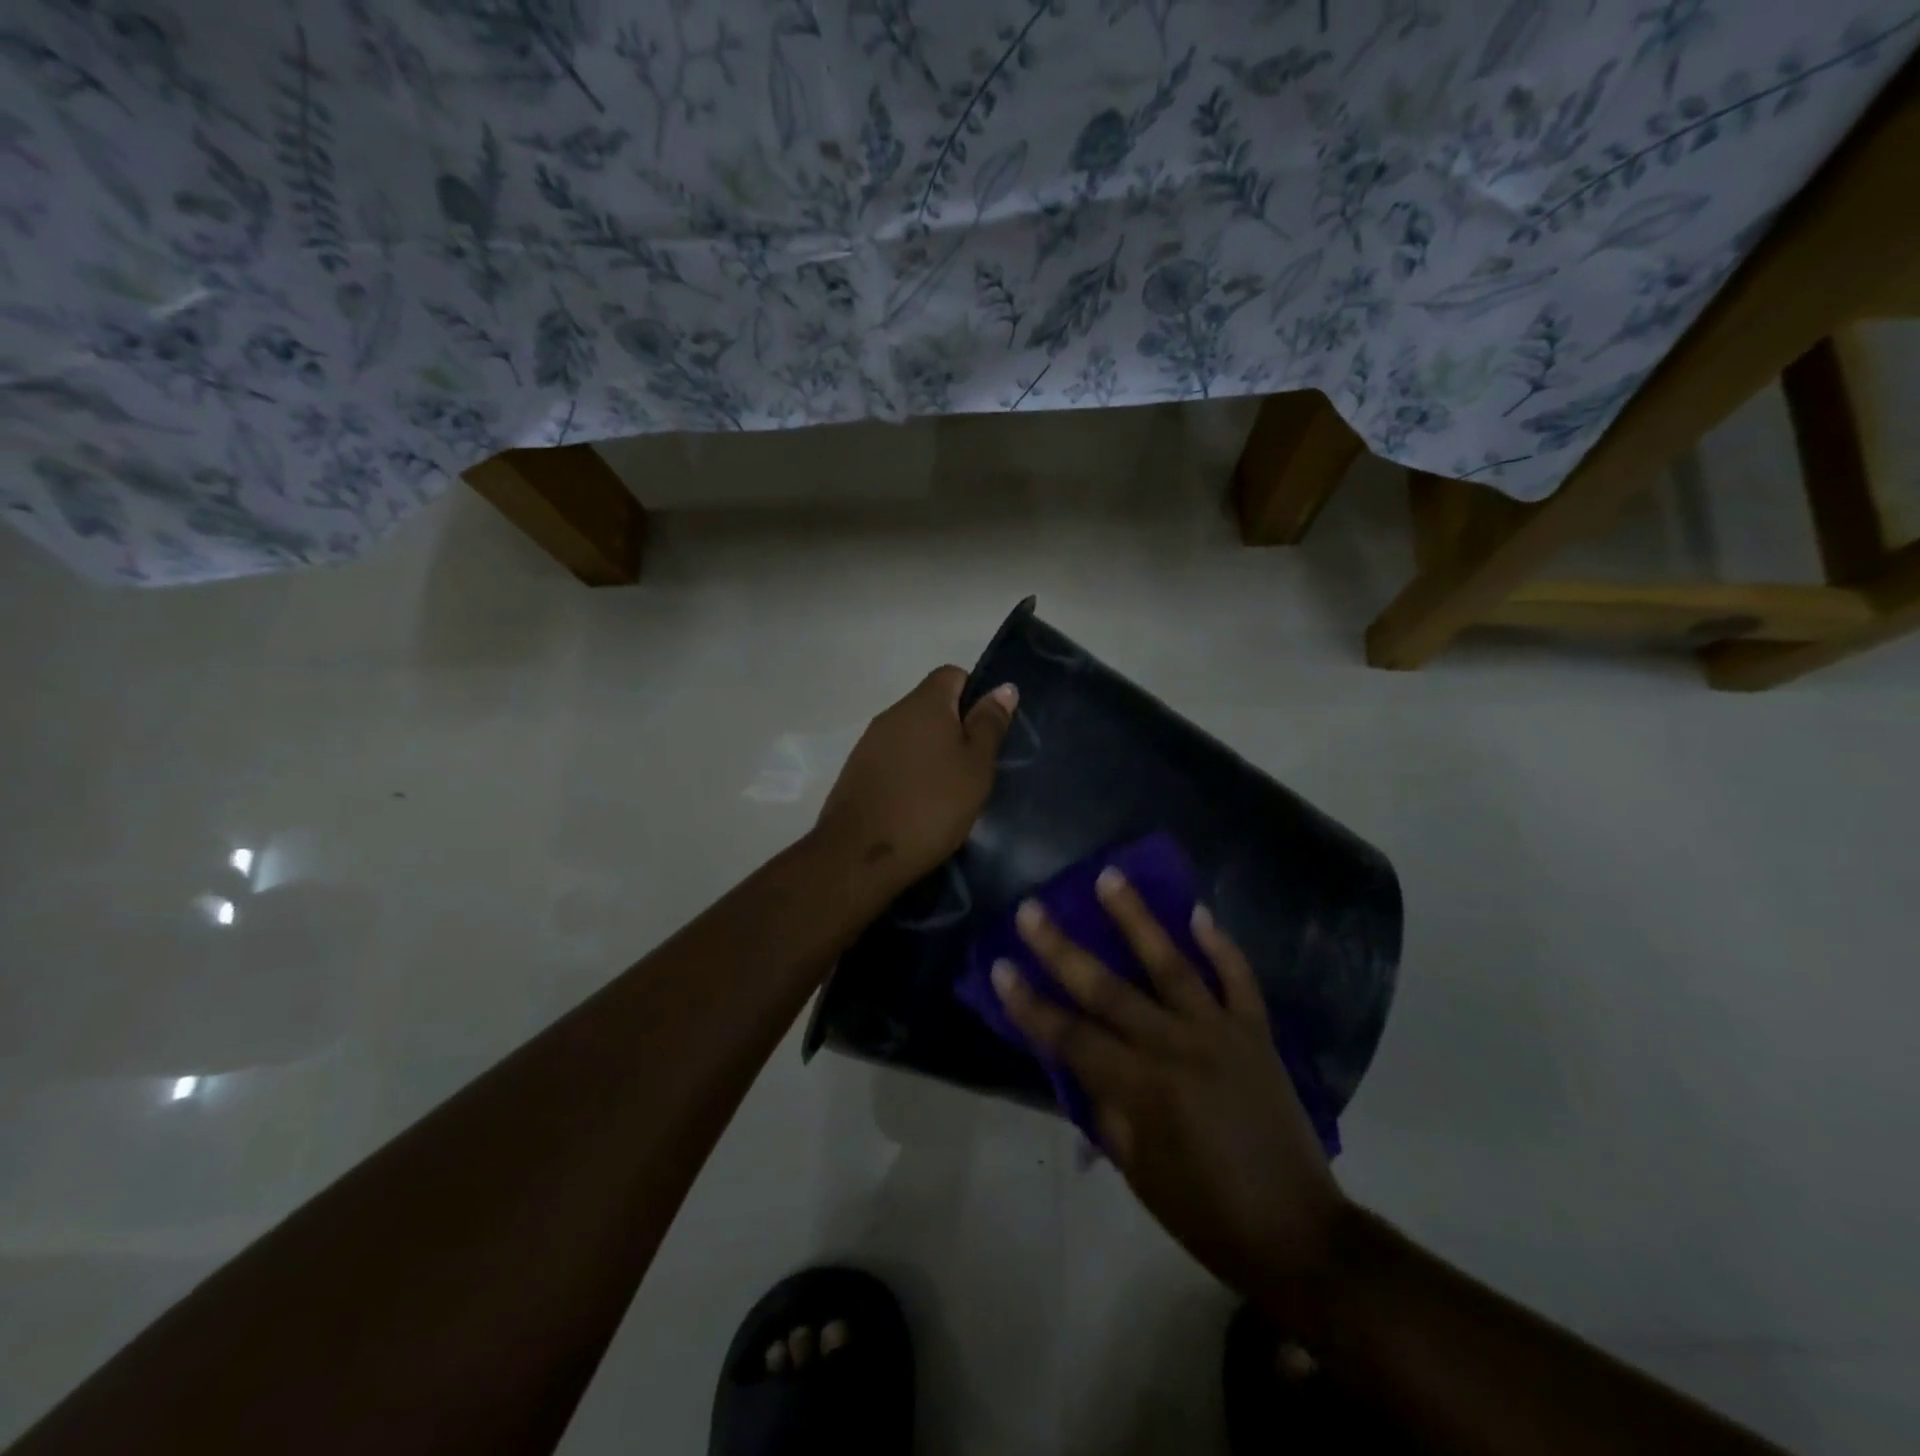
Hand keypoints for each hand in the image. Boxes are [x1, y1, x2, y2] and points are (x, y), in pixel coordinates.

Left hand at [814, 667, 1017, 893]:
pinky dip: (909, 772)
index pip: (952, 674)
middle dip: (955, 728)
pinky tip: (919, 803)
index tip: (987, 733)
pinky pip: (893, 758)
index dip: (975, 696)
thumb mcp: (975, 767)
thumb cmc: (931, 806)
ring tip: (949, 790)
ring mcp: (869, 742)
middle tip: (974, 767)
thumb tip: (1003, 687)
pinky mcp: (856, 771)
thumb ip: (989, 725)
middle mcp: (892, 713)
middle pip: (931, 705)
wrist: (861, 855)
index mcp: (924, 703)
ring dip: (931, 752)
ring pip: (911, 734)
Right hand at [991, 871, 1346, 1328]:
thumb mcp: (1137, 1171)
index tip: (999, 966)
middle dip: (1062, 948)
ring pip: (1172, 964)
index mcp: (1142, 1088)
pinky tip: (1199, 912)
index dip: (1030, 1004)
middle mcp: (1176, 1047)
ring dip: (1137, 918)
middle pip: (1108, 989)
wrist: (1298, 1233)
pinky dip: (1221, 945)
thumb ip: (1104, 1107)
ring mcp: (1220, 1033)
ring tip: (1109, 876)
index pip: (1070, 1036)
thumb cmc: (1205, 1213)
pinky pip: (1239, 979)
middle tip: (1031, 909)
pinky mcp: (1256, 1033)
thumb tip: (1077, 1062)